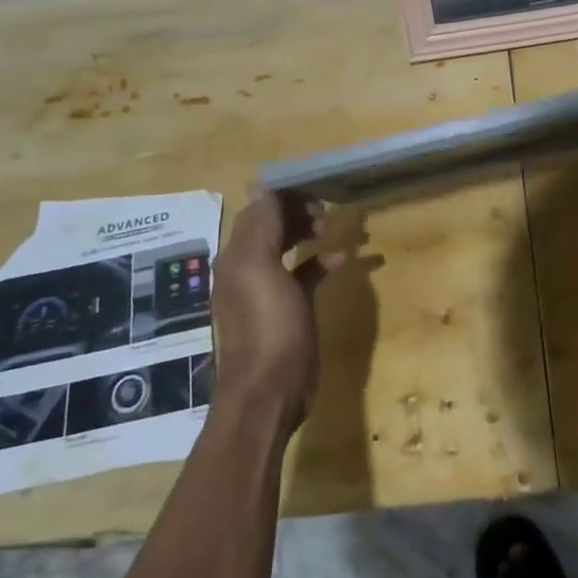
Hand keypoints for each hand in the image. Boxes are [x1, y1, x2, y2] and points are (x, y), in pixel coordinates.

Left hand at [210, 191, 343, 432]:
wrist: (269, 390)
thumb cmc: (268, 327)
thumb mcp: (261, 269)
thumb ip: (262, 227)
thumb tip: (263, 187)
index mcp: (237, 255)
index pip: (258, 209)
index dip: (283, 194)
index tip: (316, 187)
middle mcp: (246, 268)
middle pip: (269, 225)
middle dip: (295, 210)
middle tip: (325, 210)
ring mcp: (266, 290)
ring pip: (284, 247)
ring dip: (305, 232)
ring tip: (330, 228)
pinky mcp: (286, 308)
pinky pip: (302, 274)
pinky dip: (319, 262)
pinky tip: (340, 260)